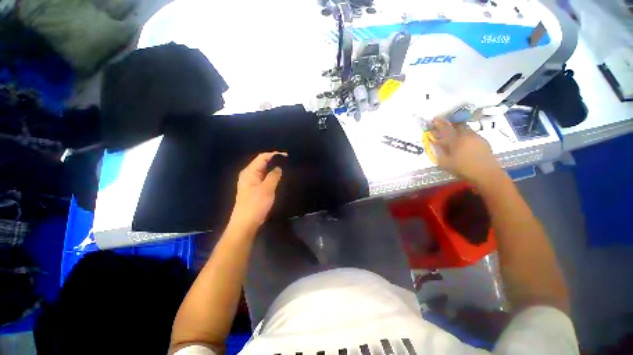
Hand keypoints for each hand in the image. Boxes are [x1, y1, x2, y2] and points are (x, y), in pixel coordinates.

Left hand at [230, 152, 286, 228]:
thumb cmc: (255, 205)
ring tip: (286, 167)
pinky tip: (279, 177)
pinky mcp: (254, 188)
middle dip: (274, 160)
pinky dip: (271, 176)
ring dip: (273, 168)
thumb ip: (274, 176)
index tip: (287, 156)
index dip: (274, 154)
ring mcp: (251, 182)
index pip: (262, 157)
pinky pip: (264, 178)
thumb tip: (279, 167)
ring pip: (264, 170)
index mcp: (249, 172)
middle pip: (262, 162)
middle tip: (288, 161)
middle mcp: (249, 174)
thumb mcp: (267, 189)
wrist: (246, 224)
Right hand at [429, 118, 501, 183]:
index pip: (445, 128)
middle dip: (451, 124)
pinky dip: (466, 137)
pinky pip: (473, 135)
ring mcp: (477, 137)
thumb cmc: (463, 168)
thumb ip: (439, 152)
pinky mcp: (484, 142)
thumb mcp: (445, 163)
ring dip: (459, 131)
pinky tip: (465, 145)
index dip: (439, 123)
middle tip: (446, 128)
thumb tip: (435, 144)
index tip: (434, 119)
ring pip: (466, 129)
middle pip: (458, 124)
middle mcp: (467, 135)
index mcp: (456, 139)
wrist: (487, 174)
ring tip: (455, 138)